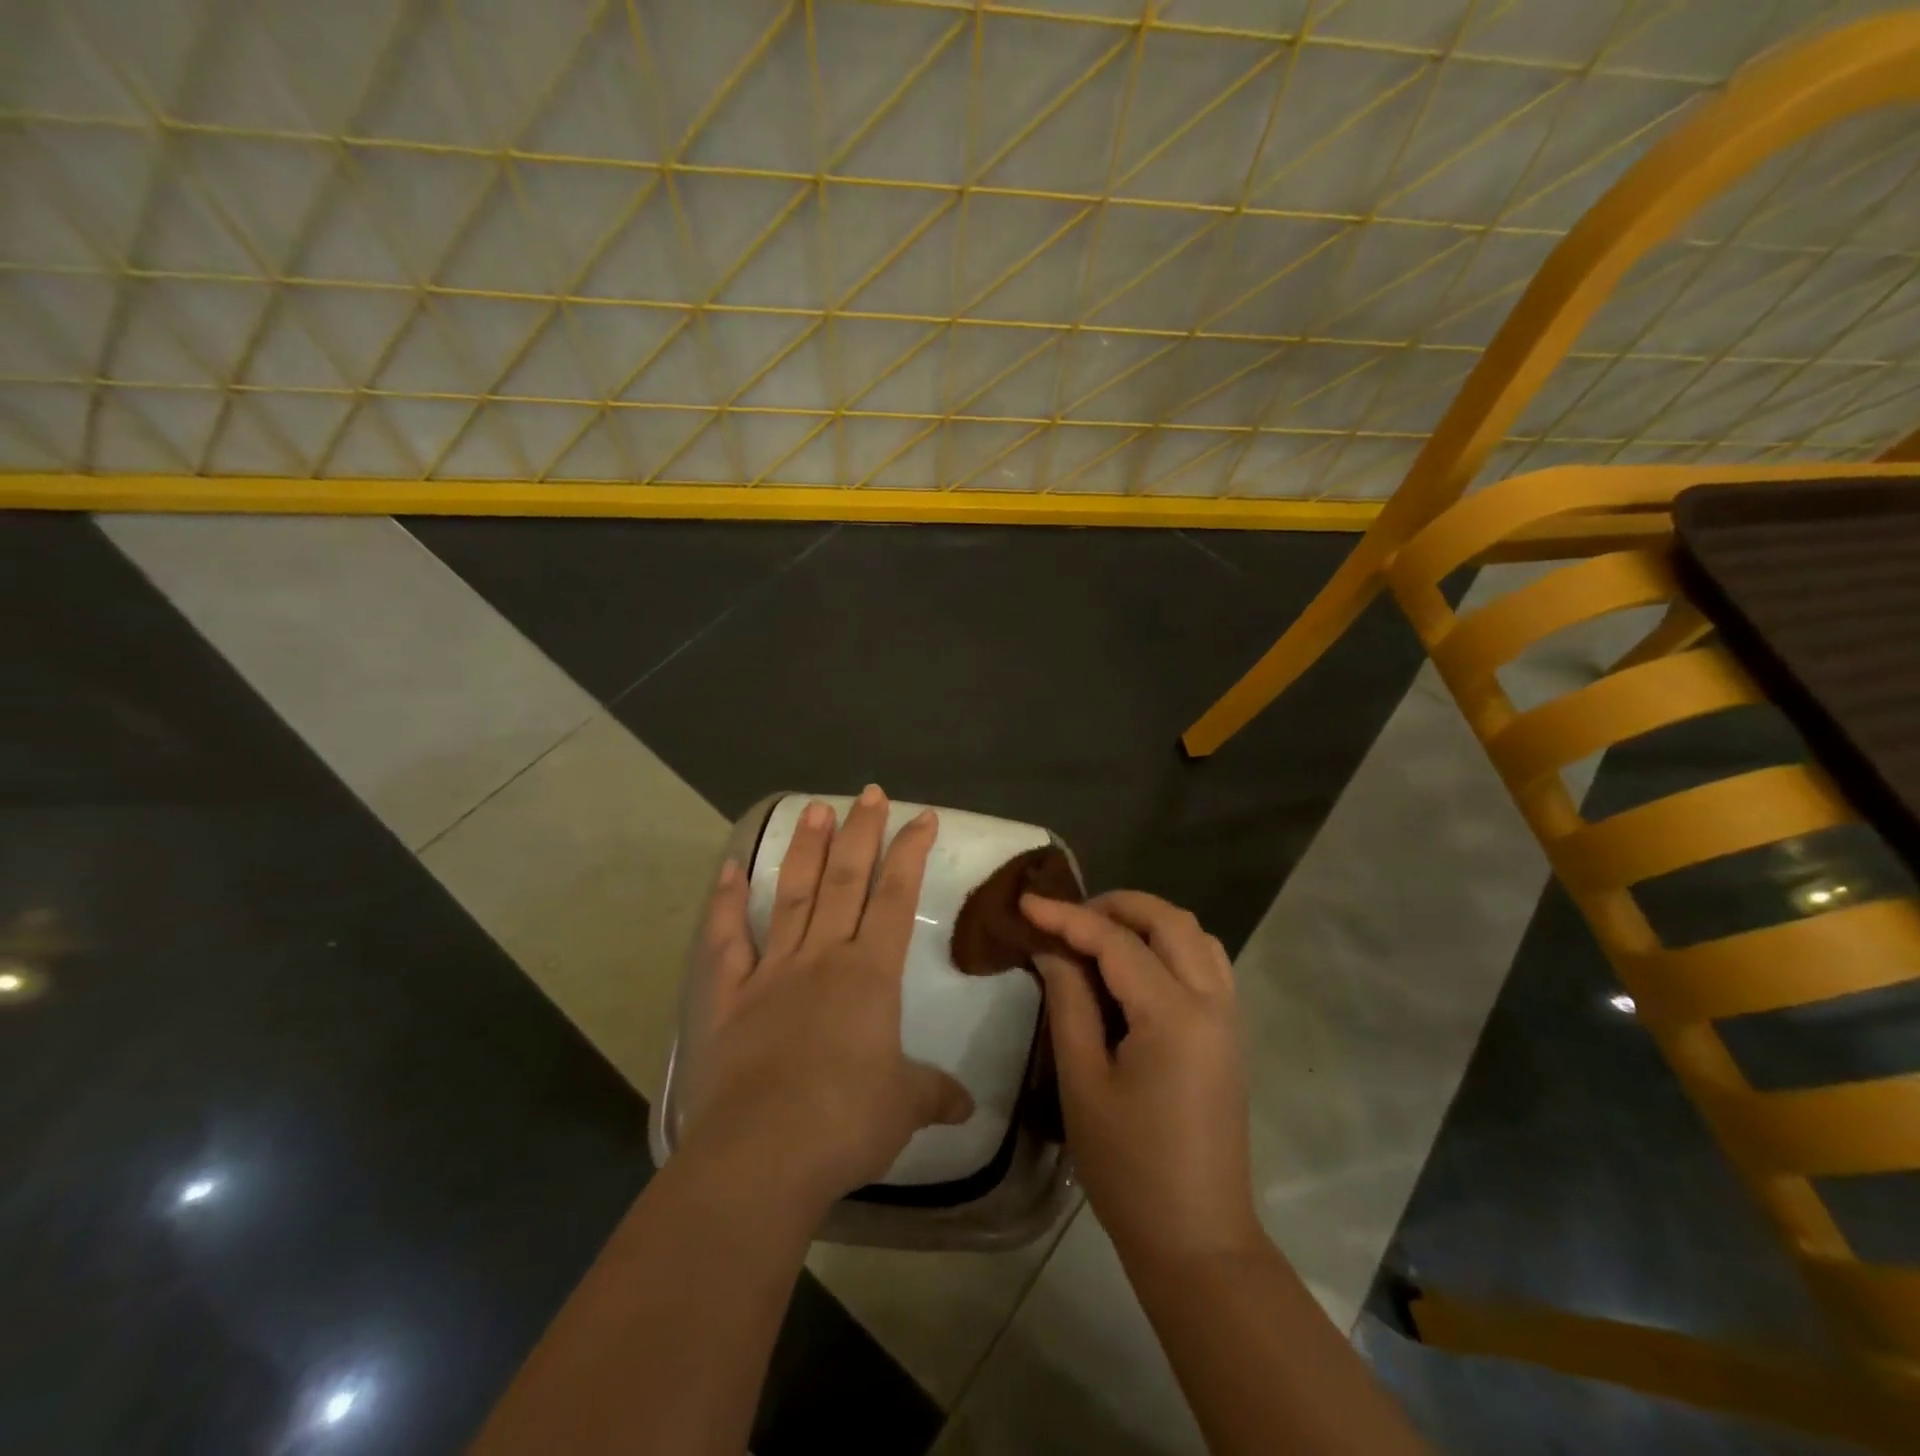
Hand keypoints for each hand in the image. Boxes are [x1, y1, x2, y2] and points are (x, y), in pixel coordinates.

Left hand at [678, 786, 973, 1215]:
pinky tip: (729, 870)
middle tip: (869, 792)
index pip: (896, 896)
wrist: (763, 1154)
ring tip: (814, 807)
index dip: (911, 852)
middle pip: (845, 879)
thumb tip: (968, 1106)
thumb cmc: (845, 1122)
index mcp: (870, 974)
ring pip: (792, 895)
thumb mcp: (904, 1107)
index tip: (922, 815)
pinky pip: (727, 940)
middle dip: (861, 832)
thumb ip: (935, 1094)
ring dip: (805, 849)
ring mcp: (772, 972)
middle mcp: (822, 957)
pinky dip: (725, 903)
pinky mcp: (730, 997)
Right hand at [1023, 891, 1259, 1266]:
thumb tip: (1052, 950)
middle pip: (1169, 920)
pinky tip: (1134, 967)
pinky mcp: (1230, 1033)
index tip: (1026, 902)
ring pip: (1194, 935)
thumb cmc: (1129, 1167)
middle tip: (1066, 918)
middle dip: (1115, 905)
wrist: (1198, 1239)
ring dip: (1147, 921)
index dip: (1068, 916)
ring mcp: (1229, 1016)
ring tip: (1097, 936)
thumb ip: (1069, 1003)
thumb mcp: (1083, 1083)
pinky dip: (1169, 945)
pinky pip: (1206, 961)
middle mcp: (1213, 1001)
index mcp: (1174, 1015)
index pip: (1116, 941)